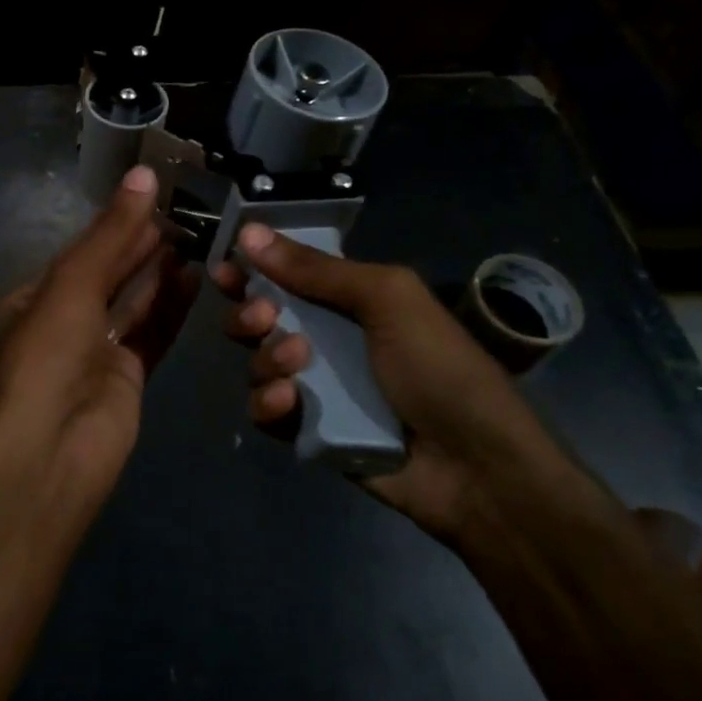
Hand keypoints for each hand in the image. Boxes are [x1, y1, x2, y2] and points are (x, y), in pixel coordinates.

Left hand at [0, 165, 198, 500]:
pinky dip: (170, 307)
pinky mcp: (127, 377)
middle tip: (180, 213)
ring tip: (192, 238)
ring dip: (157, 272)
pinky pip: (152, 333)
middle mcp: (62, 323)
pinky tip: (194, 278)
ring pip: (132, 302)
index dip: (113, 225)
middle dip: (138, 245)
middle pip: (106, 274)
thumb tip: (144, 175)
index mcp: (32, 300)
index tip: (150, 197)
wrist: (52, 452)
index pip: (78, 252)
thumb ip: (111, 234)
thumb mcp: (72, 285)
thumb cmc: (47, 357)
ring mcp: (95, 352)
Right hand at [213, 223, 570, 538]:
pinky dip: (269, 404)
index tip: (225, 267)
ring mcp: (316, 386)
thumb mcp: (387, 300)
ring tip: (297, 364)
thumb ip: (317, 269)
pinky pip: (266, 410)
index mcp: (348, 300)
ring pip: (258, 362)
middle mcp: (326, 337)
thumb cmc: (438, 367)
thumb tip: (250, 233)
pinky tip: (289, 403)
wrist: (476, 467)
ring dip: (266, 358)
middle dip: (249, 312)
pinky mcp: (309, 430)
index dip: (252, 267)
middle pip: (260, 316)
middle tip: (261, 316)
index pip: (287, 274)